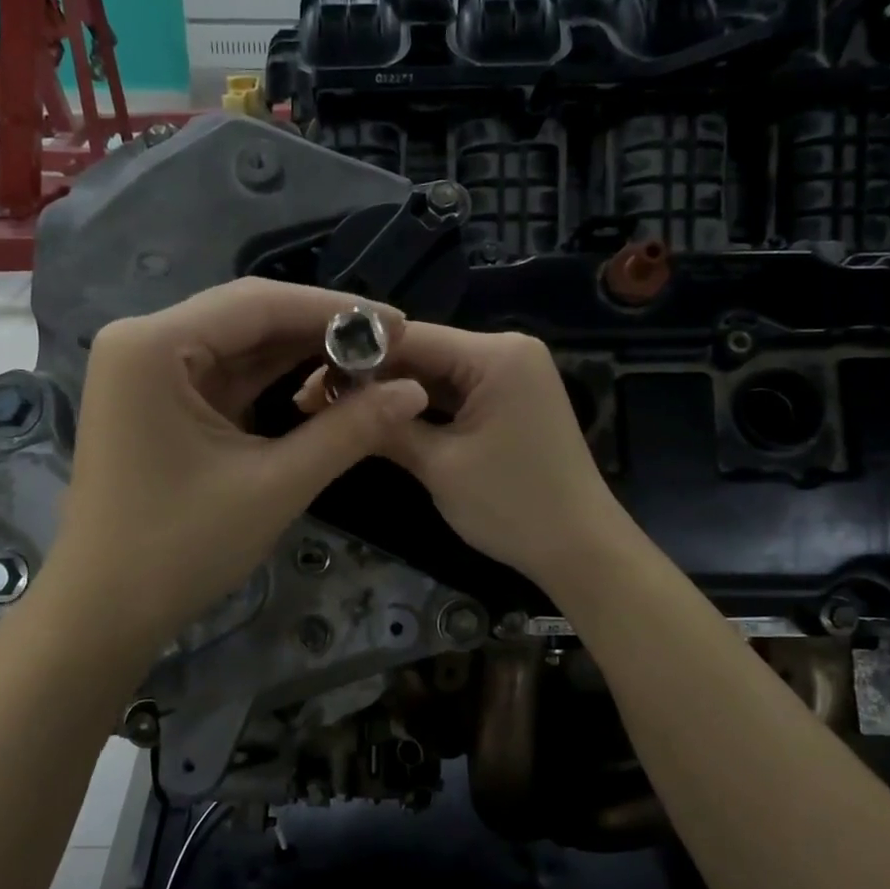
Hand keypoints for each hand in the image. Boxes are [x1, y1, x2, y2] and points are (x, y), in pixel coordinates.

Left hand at [51, 278, 427, 645]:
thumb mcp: (275, 485)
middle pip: (247, 319)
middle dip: (320, 334)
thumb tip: (414, 390)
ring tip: (370, 365)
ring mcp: (146, 374)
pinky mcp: (157, 405)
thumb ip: (348, 431)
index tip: (400, 322)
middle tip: (391, 346)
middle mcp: (142, 343)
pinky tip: (323, 387)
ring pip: (239, 349)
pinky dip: (272, 385)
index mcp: (152, 346)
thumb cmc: (180, 548)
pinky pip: (225, 379)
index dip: (335, 310)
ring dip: (300, 358)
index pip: (258, 303)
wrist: (105, 613)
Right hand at [315, 325, 622, 590]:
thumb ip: (387, 426)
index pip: (410, 338)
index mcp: (496, 355)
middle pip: (423, 352)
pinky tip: (382, 418)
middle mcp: (508, 352)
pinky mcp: (511, 401)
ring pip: (436, 375)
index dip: (355, 358)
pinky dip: (422, 407)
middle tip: (313, 400)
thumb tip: (334, 400)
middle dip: (372, 377)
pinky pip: (457, 394)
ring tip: (336, 409)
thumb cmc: (512, 506)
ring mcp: (513, 376)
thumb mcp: (439, 466)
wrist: (580, 550)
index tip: (308, 380)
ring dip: (393, 393)